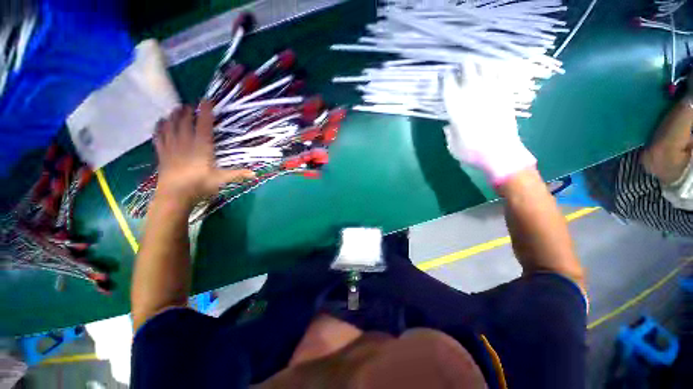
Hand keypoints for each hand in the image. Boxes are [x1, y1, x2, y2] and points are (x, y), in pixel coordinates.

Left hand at [153, 100, 254, 208]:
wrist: (175, 195)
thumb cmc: (200, 185)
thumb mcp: (221, 179)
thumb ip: (238, 174)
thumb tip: (256, 174)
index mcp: (202, 146)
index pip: (203, 124)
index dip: (205, 111)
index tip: (206, 100)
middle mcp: (186, 141)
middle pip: (184, 121)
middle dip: (187, 111)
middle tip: (190, 105)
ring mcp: (171, 146)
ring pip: (170, 125)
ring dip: (173, 115)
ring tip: (176, 109)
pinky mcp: (162, 153)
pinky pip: (158, 135)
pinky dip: (159, 127)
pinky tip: (161, 122)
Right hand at [441, 60, 535, 185]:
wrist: (500, 154)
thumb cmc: (471, 152)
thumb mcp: (452, 145)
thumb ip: (449, 132)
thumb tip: (449, 125)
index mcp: (456, 108)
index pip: (447, 86)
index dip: (444, 78)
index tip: (443, 74)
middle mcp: (472, 96)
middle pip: (467, 71)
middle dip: (462, 66)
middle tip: (460, 65)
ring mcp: (491, 93)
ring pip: (486, 69)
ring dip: (480, 64)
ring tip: (477, 62)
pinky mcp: (506, 96)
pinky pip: (503, 76)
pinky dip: (499, 69)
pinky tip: (496, 67)